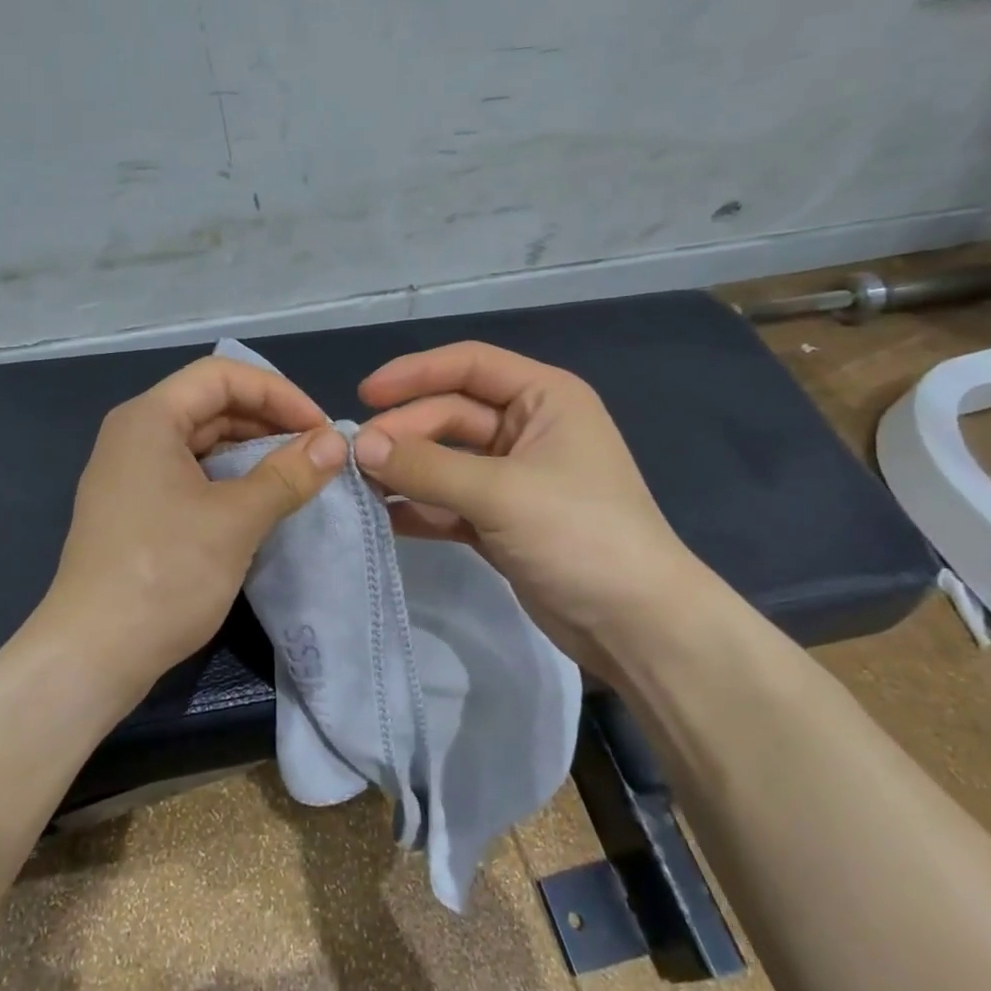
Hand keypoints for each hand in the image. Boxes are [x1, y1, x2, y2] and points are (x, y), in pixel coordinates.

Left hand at [31, 356, 347, 704]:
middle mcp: (134, 435)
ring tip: (299, 477)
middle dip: (269, 422)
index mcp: (149, 419)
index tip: (320, 429)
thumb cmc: (164, 574)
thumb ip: (288, 474)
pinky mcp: (137, 510)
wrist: (94, 654)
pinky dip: (230, 480)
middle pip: (211, 405)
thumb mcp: (236, 520)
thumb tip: (336, 442)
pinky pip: (191, 476)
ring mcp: (132, 475)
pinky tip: (262, 502)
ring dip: (253, 453)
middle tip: (317, 454)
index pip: (222, 376)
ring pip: (203, 443)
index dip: (278, 393)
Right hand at [352, 341, 704, 672]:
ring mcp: (513, 478)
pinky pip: (448, 502)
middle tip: (356, 460)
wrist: (634, 624)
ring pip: (445, 461)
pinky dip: (418, 508)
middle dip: (404, 434)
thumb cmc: (579, 535)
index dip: (414, 373)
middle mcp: (528, 429)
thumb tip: (360, 447)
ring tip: (358, 486)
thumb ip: (427, 467)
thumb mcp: (501, 493)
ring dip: (405, 471)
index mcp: (544, 399)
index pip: (469, 366)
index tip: (364, 396)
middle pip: (450, 416)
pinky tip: (383, 517)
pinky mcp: (500, 521)